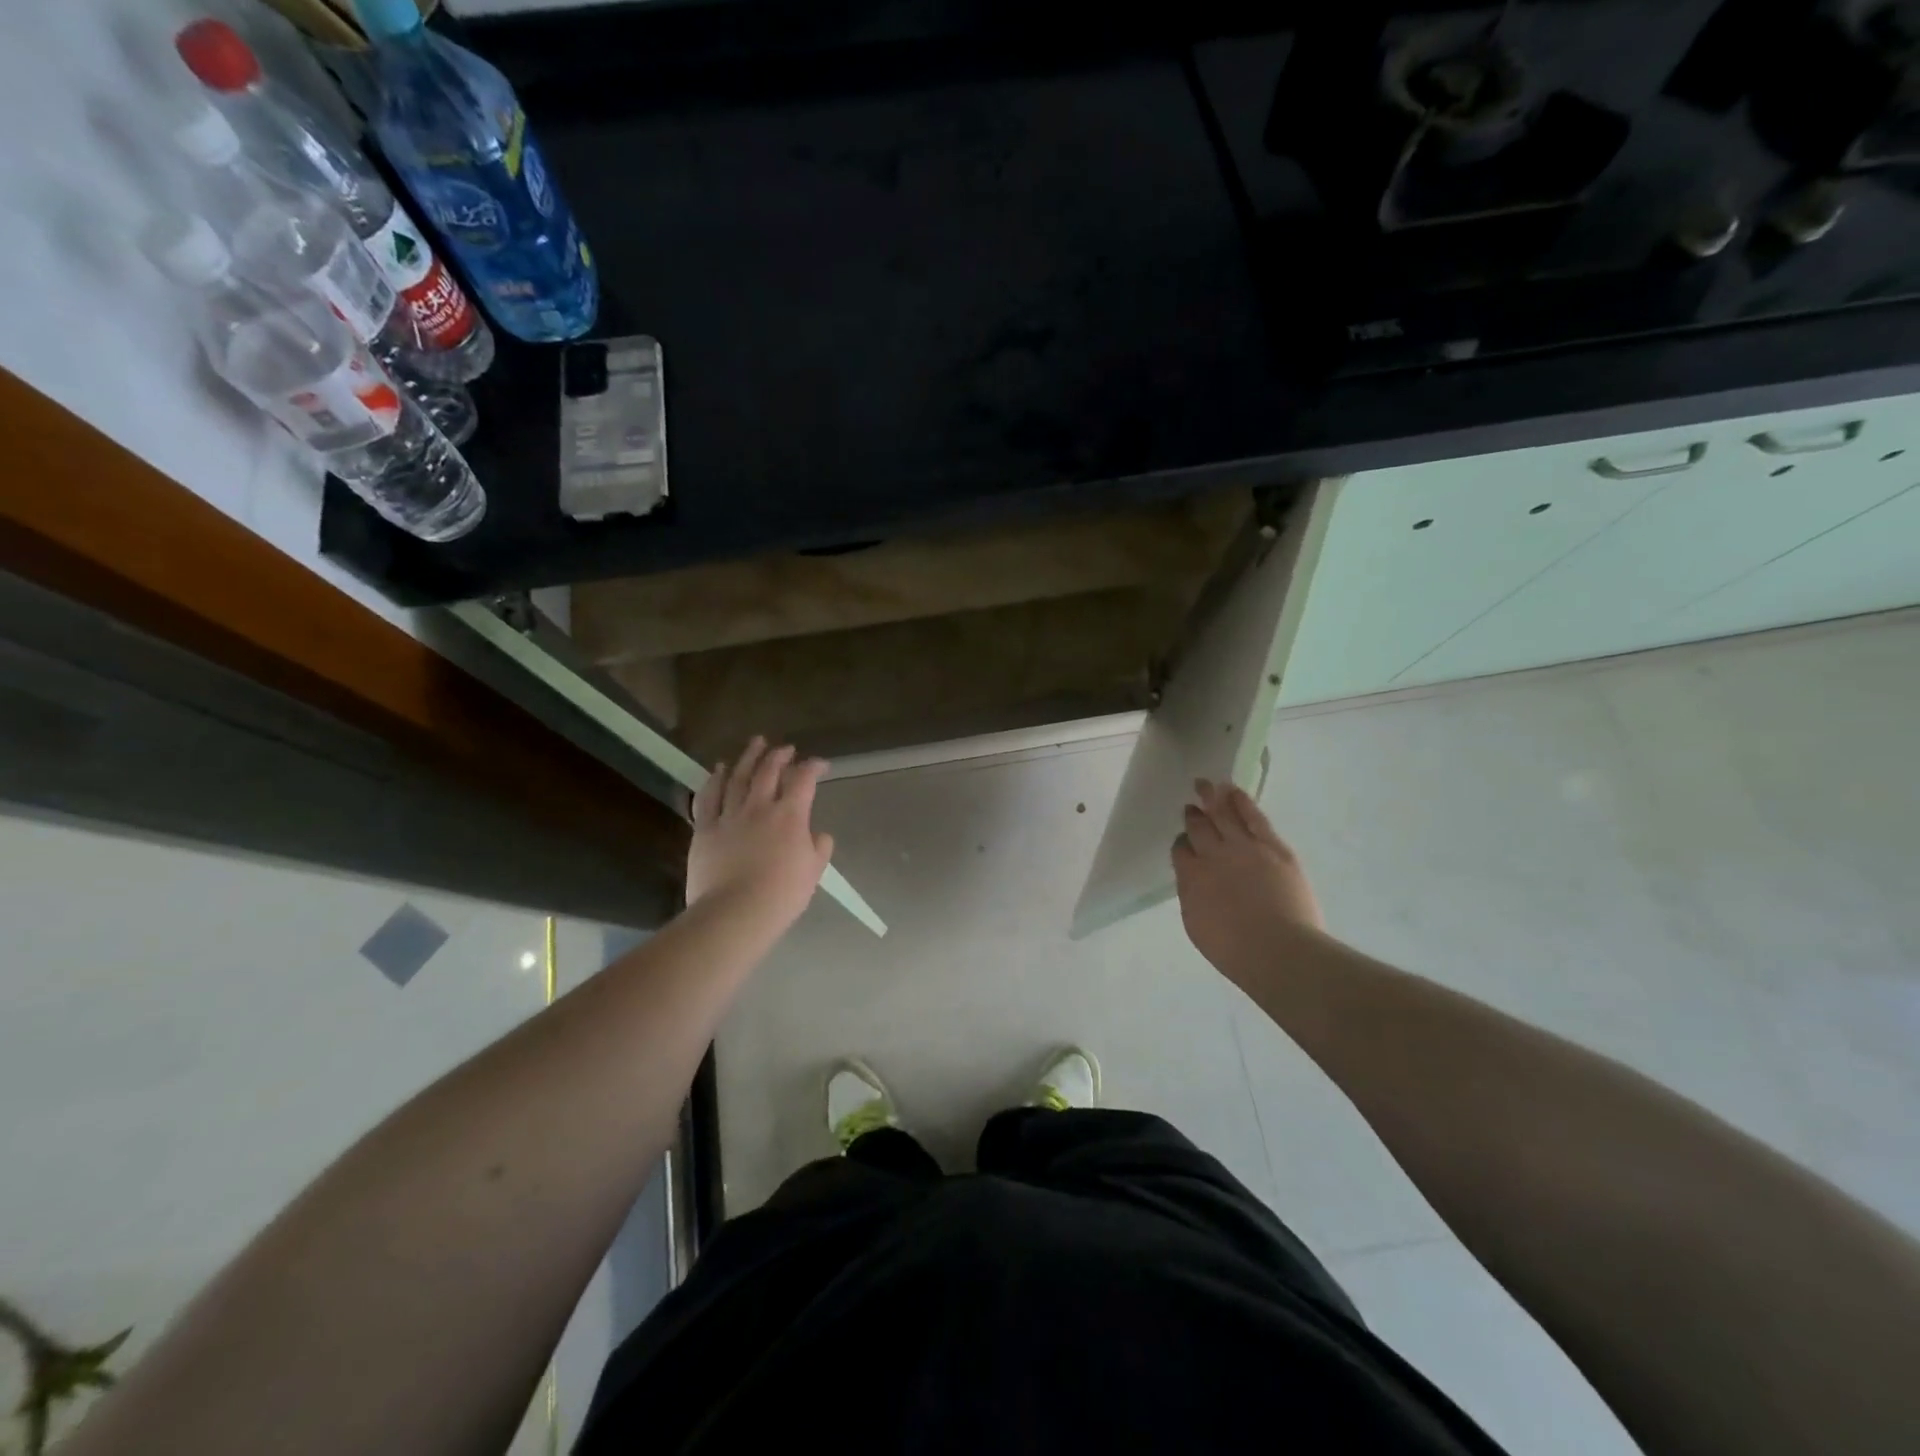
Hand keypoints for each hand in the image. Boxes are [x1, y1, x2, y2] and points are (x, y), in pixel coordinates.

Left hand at [687, 737, 834, 931]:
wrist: (735, 912)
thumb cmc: (781, 894)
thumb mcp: (813, 871)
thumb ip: (818, 847)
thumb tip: (818, 834)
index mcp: (790, 815)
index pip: (804, 779)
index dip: (813, 767)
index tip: (820, 765)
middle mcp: (759, 807)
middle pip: (768, 770)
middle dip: (779, 755)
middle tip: (785, 748)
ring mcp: (729, 815)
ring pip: (738, 777)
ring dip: (748, 757)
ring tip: (755, 744)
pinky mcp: (704, 828)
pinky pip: (708, 797)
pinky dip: (715, 779)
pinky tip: (719, 769)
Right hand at [1171, 779, 1323, 981]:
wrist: (1277, 950)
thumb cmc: (1234, 950)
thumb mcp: (1197, 926)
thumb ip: (1192, 896)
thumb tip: (1193, 881)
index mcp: (1191, 877)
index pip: (1181, 850)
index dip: (1182, 842)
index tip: (1185, 841)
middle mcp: (1213, 855)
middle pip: (1199, 827)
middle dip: (1193, 814)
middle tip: (1191, 804)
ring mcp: (1244, 847)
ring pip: (1223, 814)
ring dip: (1212, 797)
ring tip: (1206, 784)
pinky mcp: (1273, 846)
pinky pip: (1254, 817)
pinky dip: (1241, 801)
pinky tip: (1234, 791)